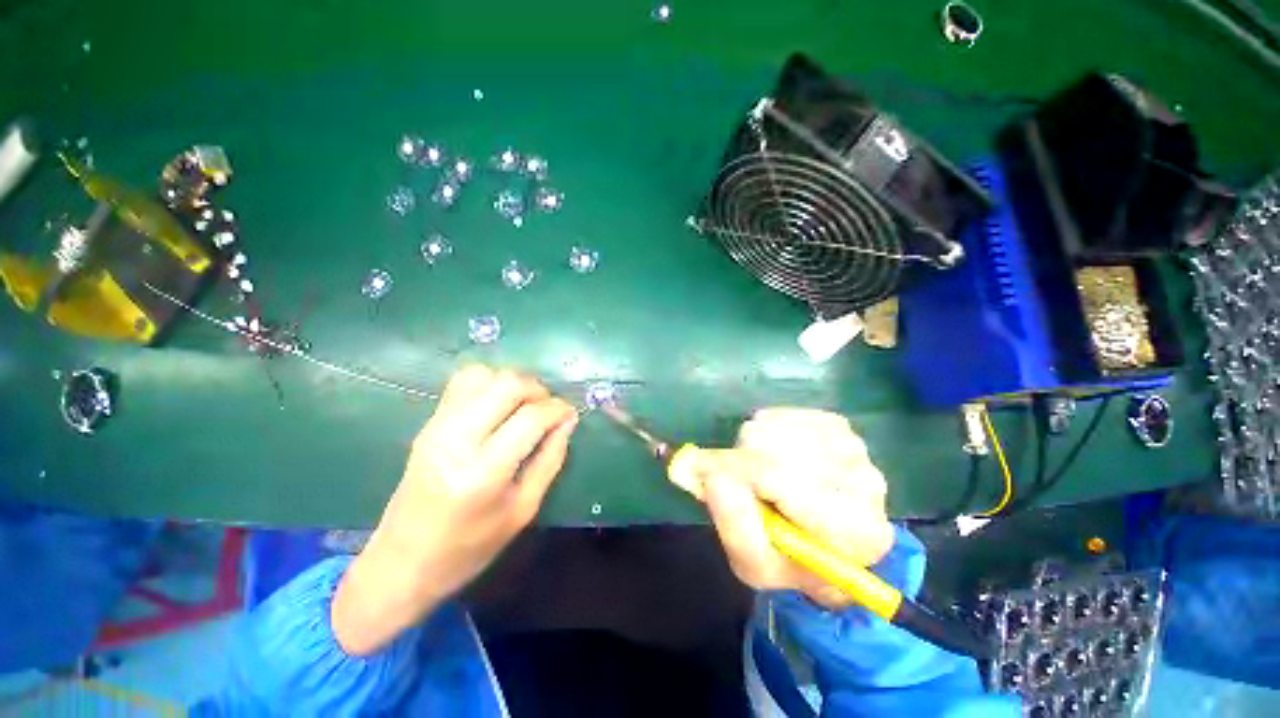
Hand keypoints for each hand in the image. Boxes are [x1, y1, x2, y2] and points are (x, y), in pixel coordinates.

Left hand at [332, 366, 577, 654]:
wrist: (402, 562)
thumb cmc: (469, 547)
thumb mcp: (523, 509)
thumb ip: (550, 459)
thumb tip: (568, 421)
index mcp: (483, 472)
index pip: (531, 418)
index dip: (558, 409)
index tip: (570, 414)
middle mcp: (457, 440)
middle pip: (507, 385)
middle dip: (538, 389)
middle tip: (549, 409)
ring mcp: (437, 427)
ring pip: (484, 375)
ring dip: (513, 383)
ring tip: (525, 405)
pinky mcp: (428, 423)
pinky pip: (462, 381)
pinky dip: (489, 382)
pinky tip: (499, 404)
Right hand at [673, 408, 894, 608]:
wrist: (822, 543)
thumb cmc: (789, 561)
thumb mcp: (754, 564)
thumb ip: (734, 525)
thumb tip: (711, 475)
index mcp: (856, 533)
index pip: (787, 481)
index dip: (736, 470)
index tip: (702, 468)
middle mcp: (866, 484)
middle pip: (779, 450)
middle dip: (744, 462)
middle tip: (739, 484)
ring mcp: (853, 447)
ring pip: (776, 428)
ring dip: (753, 447)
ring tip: (760, 476)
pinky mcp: (837, 425)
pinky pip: (781, 415)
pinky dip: (765, 431)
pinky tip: (773, 455)